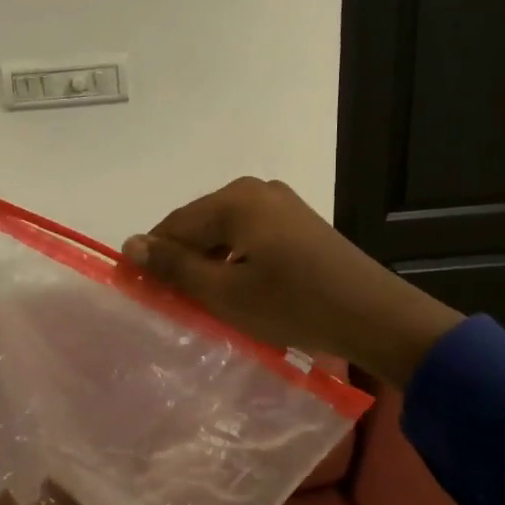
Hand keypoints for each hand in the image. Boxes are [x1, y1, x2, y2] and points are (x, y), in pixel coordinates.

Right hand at [122, 177, 461, 386]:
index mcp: (234, 199)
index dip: (152, 259)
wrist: (374, 315)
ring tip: (203, 301)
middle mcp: (255, 189)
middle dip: (182, 261)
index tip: (139, 292)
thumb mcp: (224, 292)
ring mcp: (280, 202)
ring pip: (223, 232)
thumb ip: (174, 267)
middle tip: (172, 302)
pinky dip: (235, 260)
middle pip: (199, 225)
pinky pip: (249, 236)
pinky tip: (237, 289)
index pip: (173, 225)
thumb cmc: (292, 304)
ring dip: (208, 263)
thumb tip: (130, 245)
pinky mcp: (298, 221)